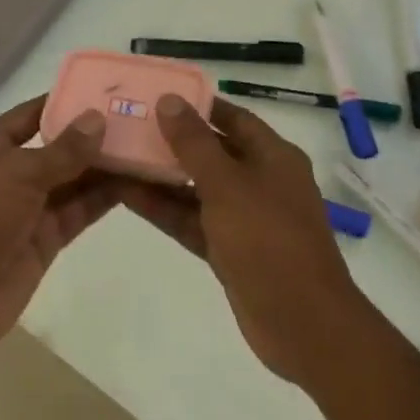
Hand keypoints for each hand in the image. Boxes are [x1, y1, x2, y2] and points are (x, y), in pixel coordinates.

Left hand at [0, 96, 116, 361]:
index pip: (34, 113)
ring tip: (146, 146)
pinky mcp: (44, 240)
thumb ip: (62, 150)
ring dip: (104, 166)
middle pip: (58, 147)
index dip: (66, 100)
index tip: (106, 88)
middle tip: (139, 117)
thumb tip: (98, 118)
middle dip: (93, 135)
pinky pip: (77, 212)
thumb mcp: (17, 174)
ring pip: (73, 180)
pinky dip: (102, 199)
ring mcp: (28, 208)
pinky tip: (134, 182)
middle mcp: (11, 173)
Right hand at [119, 97, 371, 386]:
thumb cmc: (268, 240)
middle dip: (172, 140)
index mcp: (272, 156)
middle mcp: (260, 181)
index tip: (157, 95)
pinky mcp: (229, 250)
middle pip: (211, 151)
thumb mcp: (227, 185)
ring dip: (162, 176)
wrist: (302, 324)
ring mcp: (245, 218)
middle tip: (127, 124)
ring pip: (197, 188)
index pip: (232, 117)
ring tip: (117, 156)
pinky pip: (193, 220)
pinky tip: (128, 195)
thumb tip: (170, 100)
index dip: (197, 105)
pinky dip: (166, 209)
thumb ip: (195, 143)